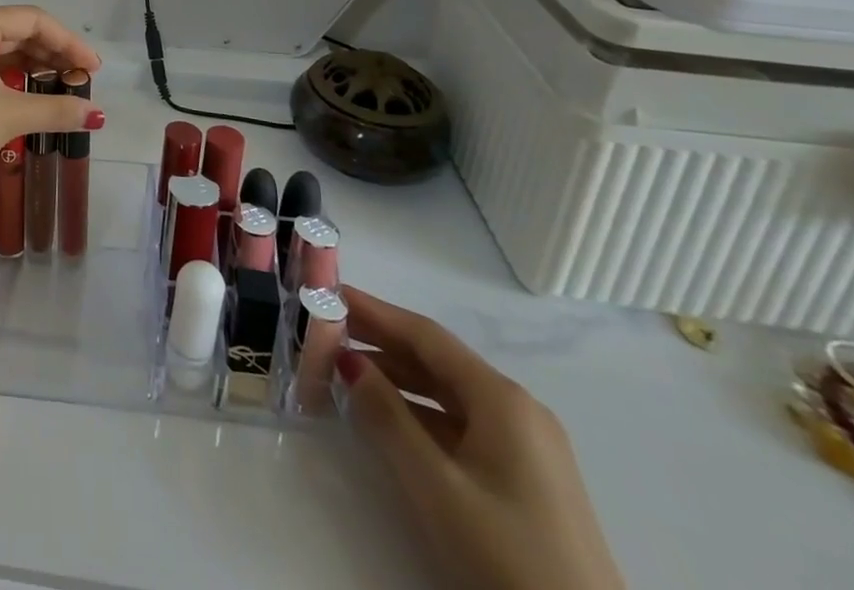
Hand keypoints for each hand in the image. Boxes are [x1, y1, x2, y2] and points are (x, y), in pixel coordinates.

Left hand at [0, 7, 102, 196]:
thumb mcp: (10, 115)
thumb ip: (56, 109)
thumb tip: (95, 114)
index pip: (34, 21)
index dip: (69, 42)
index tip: (94, 69)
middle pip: (19, 32)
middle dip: (54, 55)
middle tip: (84, 81)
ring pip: (3, 51)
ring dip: (35, 68)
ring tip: (64, 90)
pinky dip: (14, 79)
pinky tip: (33, 97)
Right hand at [337, 288, 625, 589]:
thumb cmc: (509, 559)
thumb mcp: (436, 487)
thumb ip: (387, 417)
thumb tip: (349, 361)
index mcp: (502, 399)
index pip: (426, 336)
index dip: (375, 312)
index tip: (330, 295)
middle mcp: (518, 410)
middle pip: (437, 360)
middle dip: (381, 343)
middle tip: (326, 332)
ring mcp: (527, 447)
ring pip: (448, 394)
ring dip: (397, 380)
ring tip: (345, 373)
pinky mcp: (527, 481)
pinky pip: (462, 425)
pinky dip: (420, 414)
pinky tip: (389, 421)